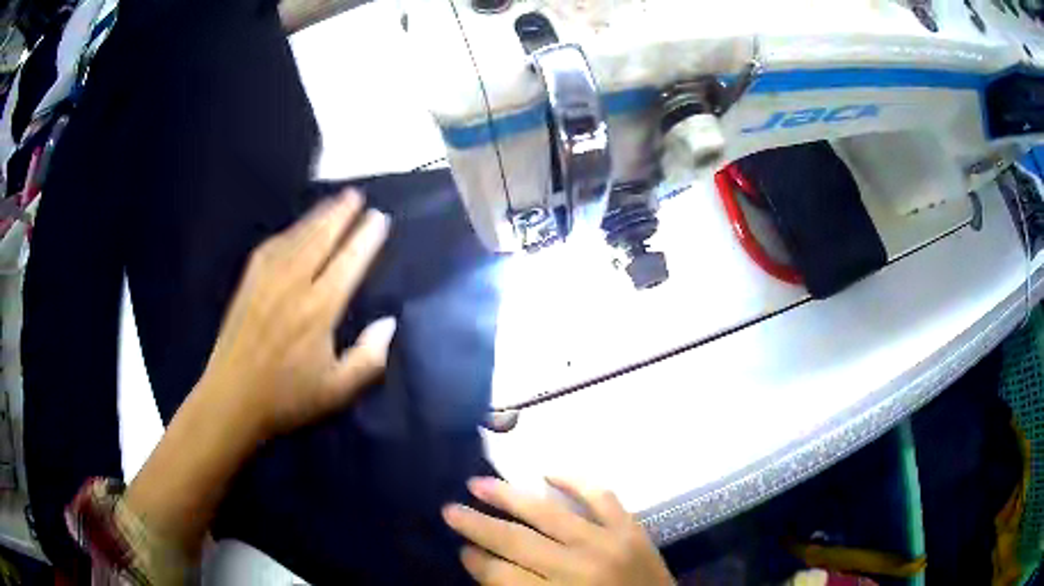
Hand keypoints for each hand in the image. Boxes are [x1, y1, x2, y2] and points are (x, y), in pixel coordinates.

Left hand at [196, 189, 394, 440]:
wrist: (231, 398)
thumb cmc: (286, 397)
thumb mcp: (337, 390)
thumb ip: (368, 358)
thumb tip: (389, 323)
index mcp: (319, 308)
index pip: (349, 261)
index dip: (367, 237)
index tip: (379, 218)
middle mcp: (294, 284)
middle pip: (322, 237)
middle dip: (342, 213)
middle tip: (357, 194)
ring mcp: (267, 279)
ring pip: (298, 236)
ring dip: (318, 215)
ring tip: (334, 200)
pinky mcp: (248, 283)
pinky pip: (272, 246)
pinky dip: (288, 232)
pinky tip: (295, 228)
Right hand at [443, 477, 673, 585]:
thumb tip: (483, 562)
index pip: (500, 575)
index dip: (475, 560)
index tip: (461, 547)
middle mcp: (578, 568)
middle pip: (515, 540)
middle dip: (477, 524)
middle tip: (449, 508)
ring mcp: (607, 543)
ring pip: (548, 513)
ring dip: (509, 496)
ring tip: (478, 482)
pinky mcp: (631, 528)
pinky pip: (601, 496)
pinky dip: (576, 481)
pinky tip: (549, 473)